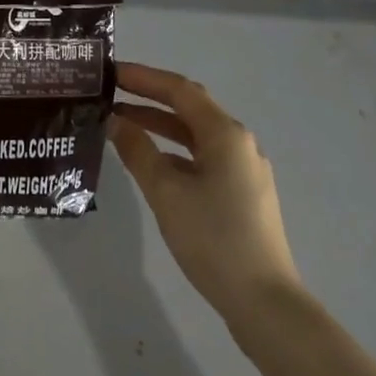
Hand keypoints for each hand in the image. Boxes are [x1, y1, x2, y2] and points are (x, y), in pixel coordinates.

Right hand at [110, 63, 300, 320]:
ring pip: (195, 135)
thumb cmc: (213, 238)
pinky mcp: (242, 195)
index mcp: (225, 134)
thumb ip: (137, 151)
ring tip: (120, 125)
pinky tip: (151, 164)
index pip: (179, 90)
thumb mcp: (166, 192)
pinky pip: (203, 158)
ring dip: (160, 126)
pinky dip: (174, 152)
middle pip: (189, 108)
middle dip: (149, 98)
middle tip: (111, 94)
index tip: (110, 72)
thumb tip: (115, 121)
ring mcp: (243, 170)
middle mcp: (238, 143)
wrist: (265, 304)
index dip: (143, 77)